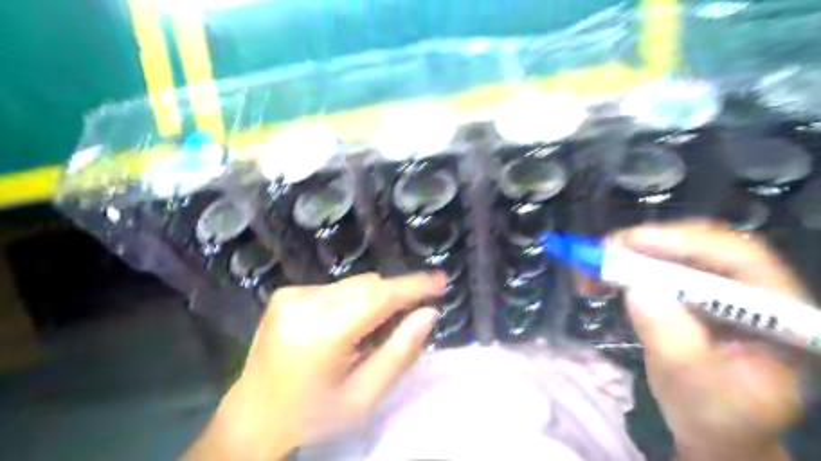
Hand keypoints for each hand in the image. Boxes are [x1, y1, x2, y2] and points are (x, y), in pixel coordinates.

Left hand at [184, 271, 446, 459]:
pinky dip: (352, 301)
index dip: (414, 286)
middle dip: (396, 295)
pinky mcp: (285, 294)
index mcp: (322, 333)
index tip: (441, 280)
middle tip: (414, 313)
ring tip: (375, 329)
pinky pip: (335, 289)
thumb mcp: (365, 396)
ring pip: (353, 284)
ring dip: (374, 299)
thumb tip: (428, 313)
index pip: (379, 297)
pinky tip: (348, 326)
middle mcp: (303, 304)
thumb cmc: (314, 414)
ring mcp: (291, 295)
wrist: (253, 416)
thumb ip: (400, 351)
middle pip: (367, 286)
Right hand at [612, 221, 806, 460]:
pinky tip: (601, 280)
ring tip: (591, 269)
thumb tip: (637, 288)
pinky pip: (656, 269)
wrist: (713, 430)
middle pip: (699, 246)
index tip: (628, 243)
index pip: (737, 258)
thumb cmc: (716, 416)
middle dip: (646, 245)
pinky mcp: (690, 294)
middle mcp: (751, 291)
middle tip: (601, 252)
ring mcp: (719, 291)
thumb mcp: (694, 384)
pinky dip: (624, 270)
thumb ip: (670, 338)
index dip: (682, 242)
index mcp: (777, 312)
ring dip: (628, 256)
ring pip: (673, 253)